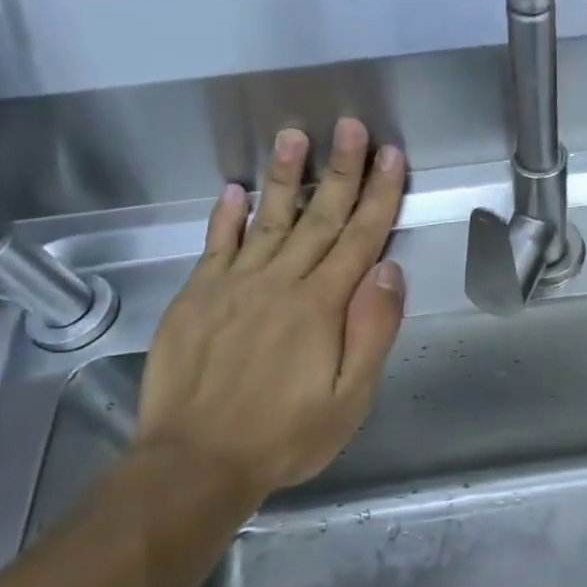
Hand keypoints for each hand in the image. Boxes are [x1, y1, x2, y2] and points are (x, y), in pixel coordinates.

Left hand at [137, 118, 405, 503]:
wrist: (195, 461)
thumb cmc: (284, 435)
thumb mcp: (350, 399)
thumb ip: (372, 330)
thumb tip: (388, 270)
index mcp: (322, 305)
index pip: (359, 237)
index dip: (379, 195)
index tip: (391, 156)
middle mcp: (280, 282)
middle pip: (318, 216)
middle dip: (340, 169)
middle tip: (350, 125)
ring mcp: (233, 285)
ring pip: (267, 219)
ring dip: (284, 175)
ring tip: (294, 135)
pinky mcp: (197, 296)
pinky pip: (215, 245)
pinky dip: (226, 215)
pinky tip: (234, 189)